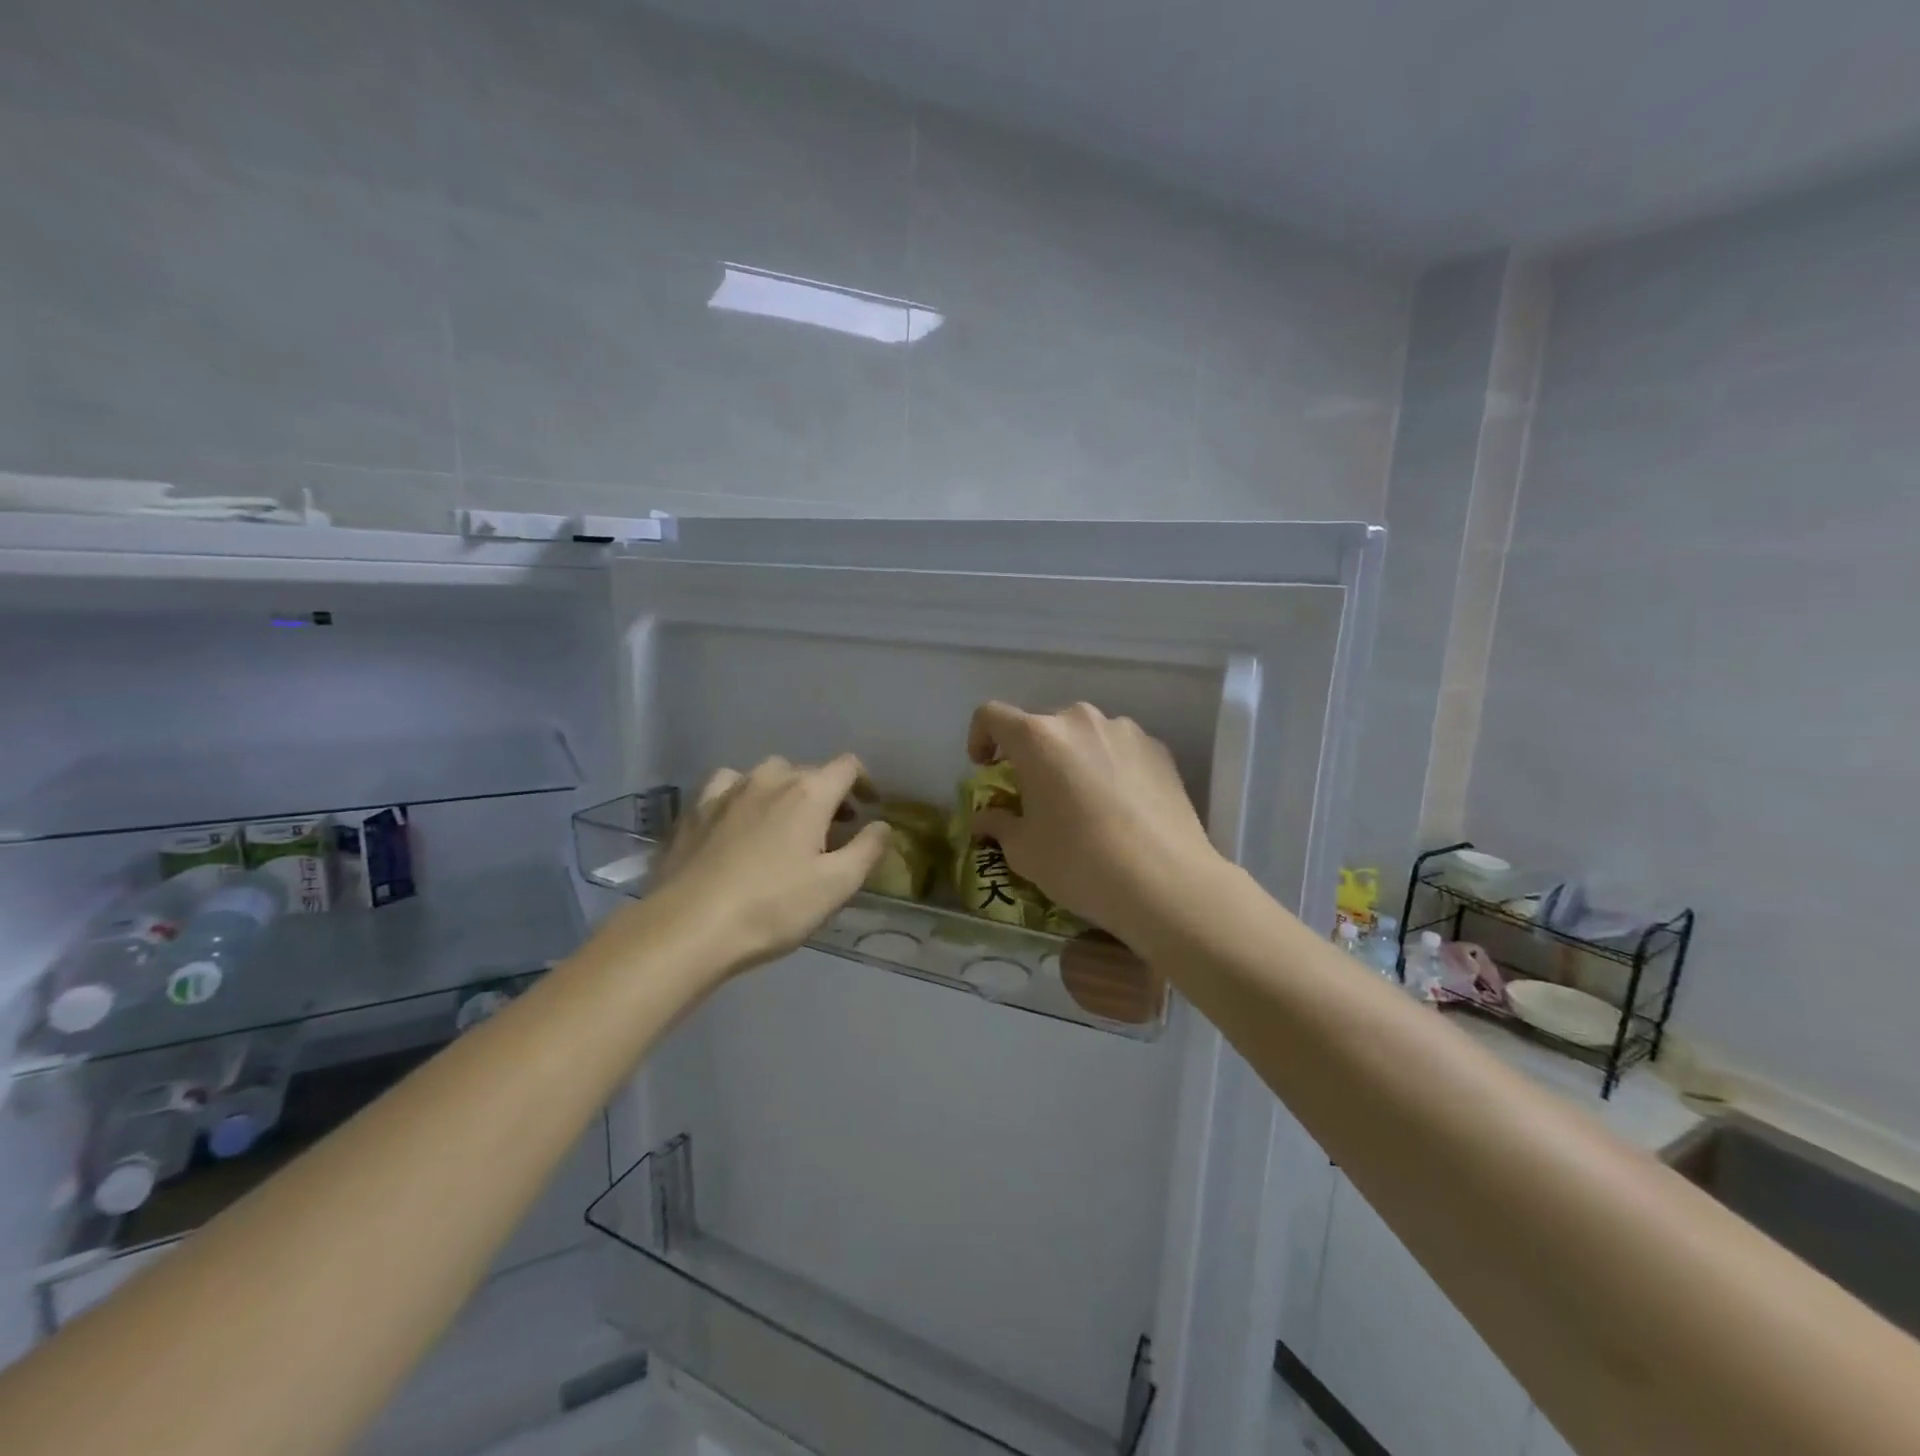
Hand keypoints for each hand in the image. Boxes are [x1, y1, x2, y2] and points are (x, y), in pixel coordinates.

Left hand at [641, 754, 890, 980]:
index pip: (847, 766)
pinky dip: (742, 794)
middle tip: (831, 831)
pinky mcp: (695, 810)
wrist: (689, 927)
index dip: (864, 782)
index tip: (867, 809)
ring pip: (766, 774)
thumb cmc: (772, 907)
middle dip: (826, 794)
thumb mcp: (836, 886)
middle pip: (808, 771)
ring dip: (784, 790)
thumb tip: (882, 824)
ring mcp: (728, 791)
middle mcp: (769, 779)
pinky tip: (738, 817)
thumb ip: (867, 850)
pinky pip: (727, 786)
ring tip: (784, 822)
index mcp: (809, 793)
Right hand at [965, 701, 1226, 944]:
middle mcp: (1080, 720)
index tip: (986, 768)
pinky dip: (1108, 767)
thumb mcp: (1024, 851)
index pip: (992, 715)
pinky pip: (1119, 749)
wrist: (1165, 882)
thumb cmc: (1080, 863)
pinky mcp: (1158, 749)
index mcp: (1037, 738)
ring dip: (1072, 759)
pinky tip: (1119, 808)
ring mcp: (1124, 731)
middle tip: (1036, 794)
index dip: (980, 737)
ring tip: (1083, 802)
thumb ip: (997, 824)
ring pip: (1084, 736)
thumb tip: (985, 818)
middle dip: (1031, 754)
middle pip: (1042, 726)